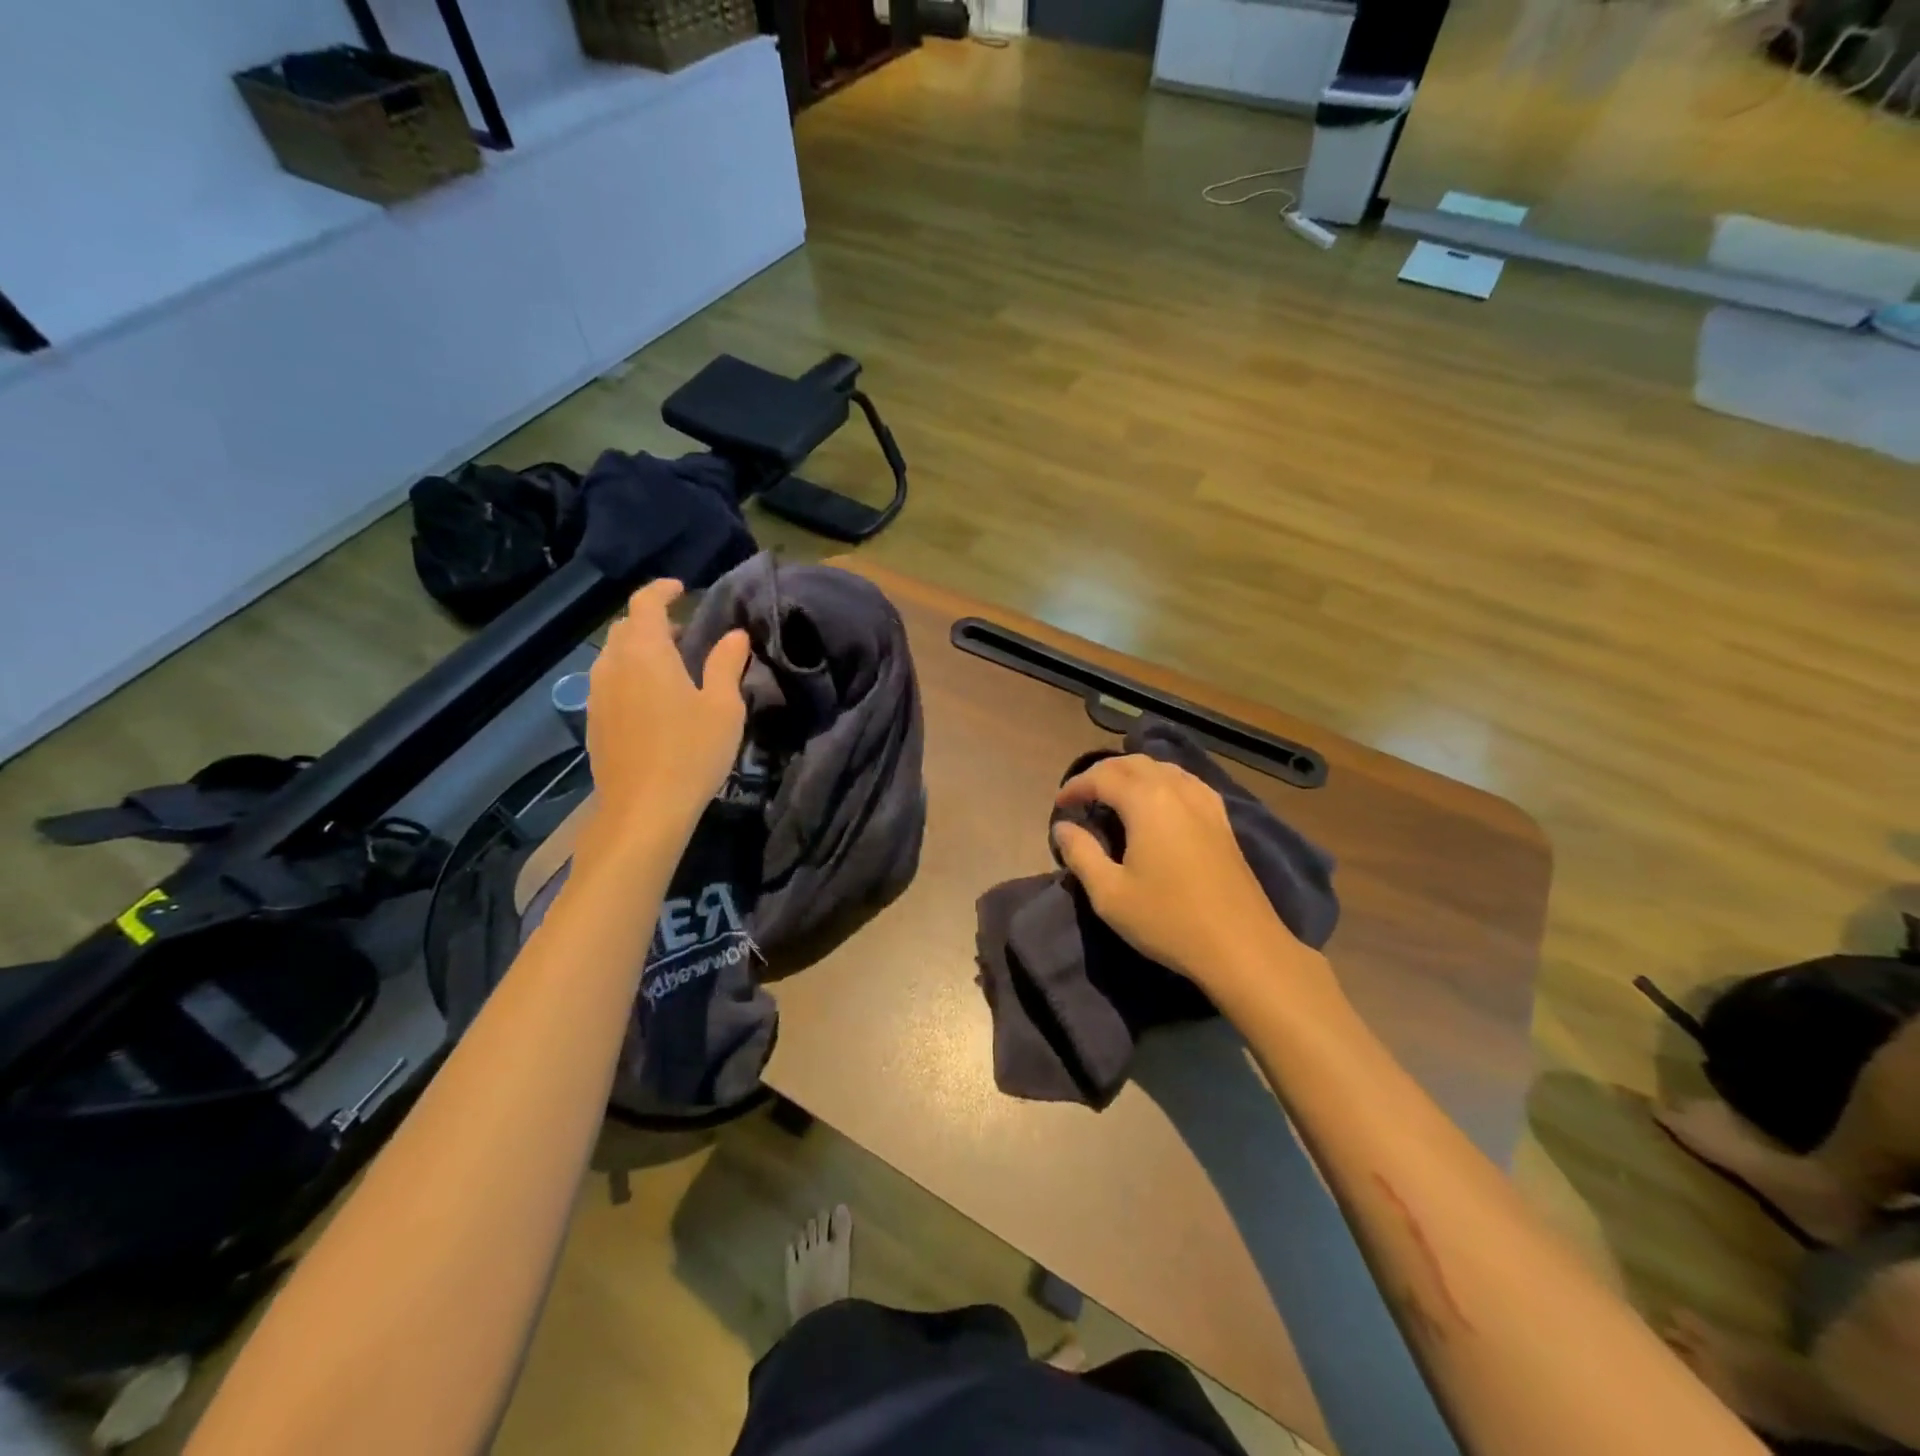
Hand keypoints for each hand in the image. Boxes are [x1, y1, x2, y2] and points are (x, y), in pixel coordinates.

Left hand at [585, 580, 750, 840]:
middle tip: (686, 633)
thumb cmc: (691, 753)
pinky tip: (653, 700)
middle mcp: (613, 665)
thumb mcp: (723, 707)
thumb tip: (734, 634)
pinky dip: (629, 674)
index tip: (683, 589)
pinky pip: (608, 681)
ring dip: (639, 649)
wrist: (643, 810)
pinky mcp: (593, 721)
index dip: (662, 590)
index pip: (644, 602)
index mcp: (646, 652)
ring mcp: (597, 694)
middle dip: (653, 621)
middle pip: (625, 627)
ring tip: (671, 667)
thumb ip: (726, 664)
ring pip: (614, 655)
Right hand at [1053, 755, 1324, 1000]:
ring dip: (1133, 774)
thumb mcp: (1110, 894)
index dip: (1075, 786)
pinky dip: (1162, 782)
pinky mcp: (1222, 819)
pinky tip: (1158, 804)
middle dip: (1102, 773)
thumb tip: (1063, 827)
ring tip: (1114, 796)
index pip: (1102, 776)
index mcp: (1146, 800)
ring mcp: (1205, 802)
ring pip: (1162, 768)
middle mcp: (1176, 789)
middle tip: (1082, 796)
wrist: (1241, 946)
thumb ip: (1081, 853)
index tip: (1059, 805)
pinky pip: (1185, 782)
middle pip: (1133, 763)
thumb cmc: (1168, 919)